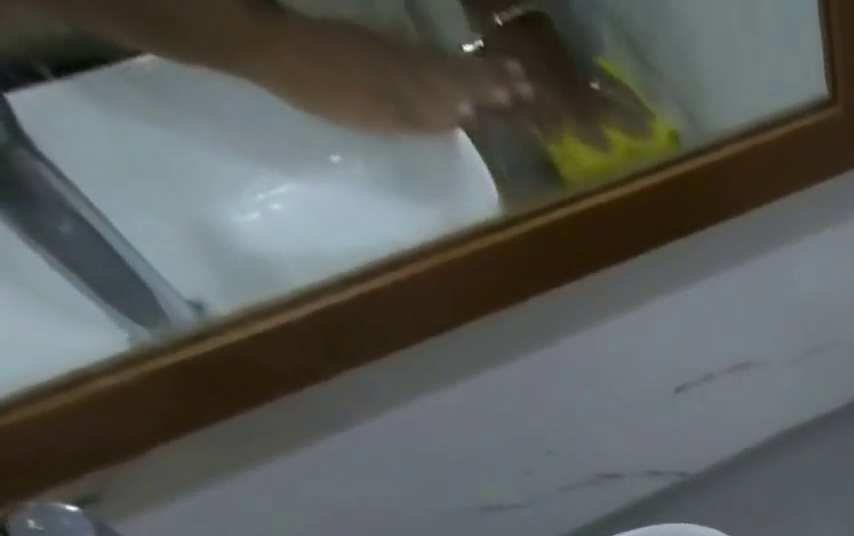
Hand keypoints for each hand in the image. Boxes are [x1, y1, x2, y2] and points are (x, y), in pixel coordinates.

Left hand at [245, 16, 534, 133]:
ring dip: (471, 75)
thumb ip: (427, 113)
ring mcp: (388, 54)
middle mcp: (410, 62)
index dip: (496, 88)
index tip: (527, 88)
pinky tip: (448, 80)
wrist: (269, 45)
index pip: (468, 84)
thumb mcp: (386, 111)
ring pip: (442, 66)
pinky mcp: (368, 53)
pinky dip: (442, 71)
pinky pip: (420, 62)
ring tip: (497, 79)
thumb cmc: (331, 88)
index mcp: (419, 78)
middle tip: (522, 81)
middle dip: (490, 79)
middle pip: (458, 72)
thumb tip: (465, 112)